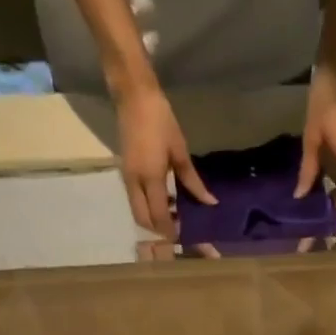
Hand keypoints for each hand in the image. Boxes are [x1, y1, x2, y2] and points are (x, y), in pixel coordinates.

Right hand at [115, 84, 216, 238]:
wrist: (133, 96)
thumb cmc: (160, 120)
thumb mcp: (180, 151)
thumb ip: (193, 181)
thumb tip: (210, 202)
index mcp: (150, 178)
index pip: (160, 216)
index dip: (172, 231)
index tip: (187, 238)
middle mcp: (135, 183)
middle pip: (144, 220)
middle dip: (159, 230)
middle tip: (180, 229)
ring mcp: (127, 178)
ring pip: (138, 212)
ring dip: (154, 219)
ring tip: (174, 216)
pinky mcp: (125, 172)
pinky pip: (136, 200)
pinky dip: (149, 207)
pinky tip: (166, 201)